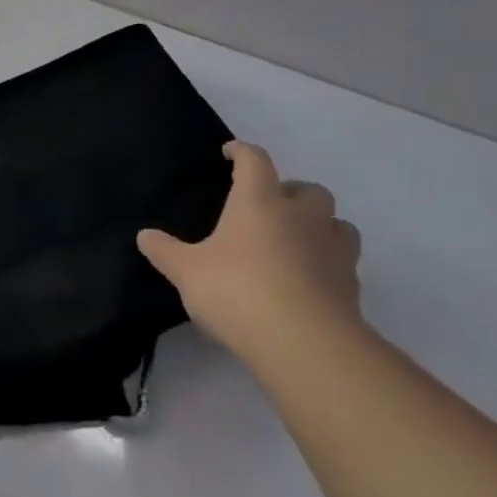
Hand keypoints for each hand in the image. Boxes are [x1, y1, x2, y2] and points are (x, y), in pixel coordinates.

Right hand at [137, 141, 362, 365]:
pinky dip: (328, 265)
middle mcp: (302, 216)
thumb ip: (165, 251)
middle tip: (271, 208)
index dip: (241, 152)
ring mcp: (333, 250)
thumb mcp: (187, 272)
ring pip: (337, 224)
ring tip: (298, 243)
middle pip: (309, 189)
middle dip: (291, 192)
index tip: (230, 153)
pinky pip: (344, 264)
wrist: (305, 343)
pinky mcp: (351, 286)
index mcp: (260, 201)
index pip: (254, 161)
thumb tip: (144, 236)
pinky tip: (309, 283)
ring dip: (320, 227)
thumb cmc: (237, 291)